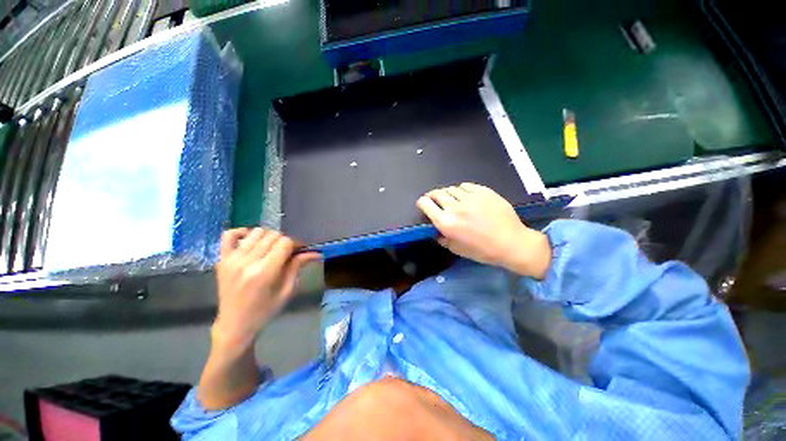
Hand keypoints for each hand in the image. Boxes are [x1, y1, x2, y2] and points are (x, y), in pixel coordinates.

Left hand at [212, 227, 320, 349]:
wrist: (234, 324)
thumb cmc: (265, 311)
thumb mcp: (287, 291)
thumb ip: (298, 267)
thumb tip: (315, 253)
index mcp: (265, 272)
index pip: (285, 243)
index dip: (296, 243)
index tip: (300, 250)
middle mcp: (247, 262)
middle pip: (272, 236)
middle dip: (284, 241)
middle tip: (287, 252)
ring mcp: (231, 260)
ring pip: (256, 232)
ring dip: (268, 237)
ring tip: (270, 248)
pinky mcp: (221, 260)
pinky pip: (228, 235)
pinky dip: (241, 232)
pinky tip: (250, 240)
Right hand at [416, 183, 550, 278]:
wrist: (512, 243)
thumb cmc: (483, 251)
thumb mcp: (457, 249)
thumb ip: (442, 238)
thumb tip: (435, 230)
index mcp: (446, 222)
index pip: (425, 204)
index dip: (422, 203)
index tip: (424, 204)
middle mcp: (455, 207)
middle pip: (436, 193)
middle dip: (432, 196)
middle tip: (436, 200)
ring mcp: (470, 197)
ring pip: (451, 188)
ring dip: (448, 193)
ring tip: (452, 199)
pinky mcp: (483, 191)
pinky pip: (465, 185)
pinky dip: (462, 190)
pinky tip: (466, 196)